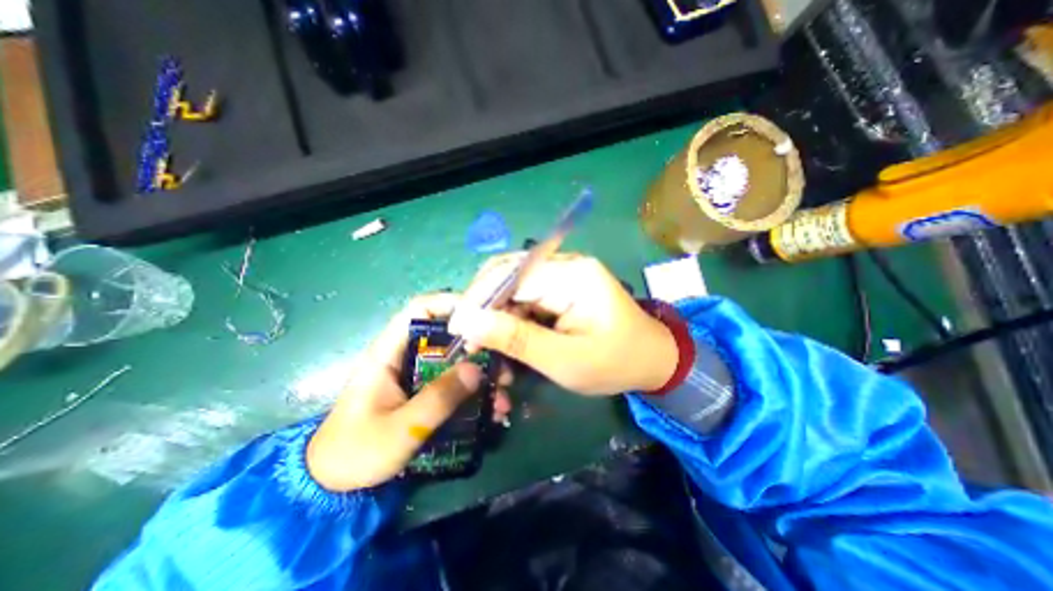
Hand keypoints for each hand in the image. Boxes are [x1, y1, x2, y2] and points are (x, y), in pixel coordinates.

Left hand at [308, 295, 513, 492]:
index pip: (419, 310)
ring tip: (503, 396)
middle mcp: (407, 357)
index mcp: (389, 352)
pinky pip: (456, 385)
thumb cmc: (356, 452)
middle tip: (503, 368)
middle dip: (480, 350)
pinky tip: (493, 411)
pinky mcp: (425, 393)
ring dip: (483, 376)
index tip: (483, 315)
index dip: (450, 304)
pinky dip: (476, 394)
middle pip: (448, 337)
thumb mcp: (400, 428)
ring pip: (457, 362)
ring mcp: (418, 376)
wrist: (334, 486)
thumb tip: (477, 369)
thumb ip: (438, 398)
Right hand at [448, 255, 679, 396]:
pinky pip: (525, 295)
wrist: (652, 359)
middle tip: (472, 341)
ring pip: (512, 286)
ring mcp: (563, 273)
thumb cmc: (615, 363)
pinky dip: (511, 317)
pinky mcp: (562, 287)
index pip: (511, 276)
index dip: (478, 300)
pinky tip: (508, 338)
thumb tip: (467, 321)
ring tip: (487, 344)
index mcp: (572, 275)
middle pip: (508, 274)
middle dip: (484, 307)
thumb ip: (515, 339)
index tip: (459, 331)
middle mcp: (565, 264)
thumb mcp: (564, 360)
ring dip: (496, 314)